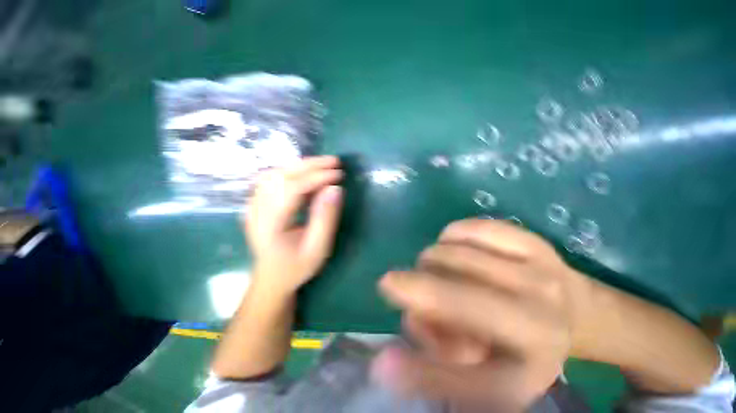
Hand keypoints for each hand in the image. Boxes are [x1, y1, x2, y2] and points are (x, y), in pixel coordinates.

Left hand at [244, 156, 343, 296]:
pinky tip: (307, 174)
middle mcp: (256, 210)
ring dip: (301, 166)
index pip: (292, 189)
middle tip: (334, 161)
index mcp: (269, 224)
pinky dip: (293, 172)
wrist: (272, 279)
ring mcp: (253, 206)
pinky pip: (273, 179)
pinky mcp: (257, 204)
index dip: (317, 177)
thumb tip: (336, 189)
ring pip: (275, 174)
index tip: (339, 174)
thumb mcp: (318, 248)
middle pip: (281, 176)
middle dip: (310, 165)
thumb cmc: (296, 267)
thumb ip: (326, 218)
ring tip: (324, 165)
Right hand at [373, 219, 592, 409]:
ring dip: (430, 264)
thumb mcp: (482, 380)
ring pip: (448, 252)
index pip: (470, 351)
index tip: (385, 309)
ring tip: (444, 276)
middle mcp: (540, 305)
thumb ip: (433, 372)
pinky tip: (456, 251)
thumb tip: (383, 363)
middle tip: (419, 292)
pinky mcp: (526, 235)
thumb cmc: (520, 350)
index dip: (423, 335)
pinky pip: (463, 228)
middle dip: (417, 285)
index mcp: (533, 354)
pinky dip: (447, 238)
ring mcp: (536, 262)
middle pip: (447, 284)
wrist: (570, 313)